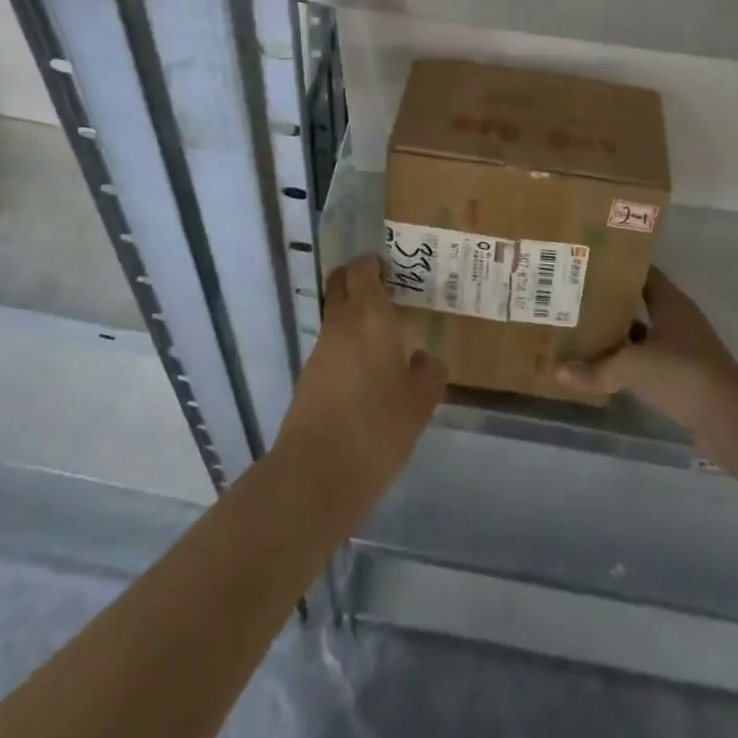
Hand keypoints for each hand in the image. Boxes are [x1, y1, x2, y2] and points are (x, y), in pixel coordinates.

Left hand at [273, 255, 447, 511]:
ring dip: (355, 315)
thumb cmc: (377, 427)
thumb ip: (428, 371)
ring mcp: (320, 349)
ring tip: (386, 336)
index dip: (376, 264)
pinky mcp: (309, 375)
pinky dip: (348, 344)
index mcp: (370, 315)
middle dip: (359, 280)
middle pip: (341, 283)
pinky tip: (369, 369)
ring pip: (336, 314)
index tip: (394, 270)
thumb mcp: (421, 402)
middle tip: (389, 292)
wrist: (317, 473)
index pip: (363, 269)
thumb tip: (421, 357)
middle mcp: (340, 323)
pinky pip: (331, 344)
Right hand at [558, 268, 737, 435]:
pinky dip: (630, 363)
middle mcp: (678, 319)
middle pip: (639, 302)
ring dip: (619, 335)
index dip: (615, 267)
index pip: (641, 272)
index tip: (585, 265)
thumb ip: (596, 369)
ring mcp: (684, 349)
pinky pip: (649, 361)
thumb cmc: (682, 374)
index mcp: (670, 302)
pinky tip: (605, 368)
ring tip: (582, 332)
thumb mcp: (632, 367)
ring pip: (643, 334)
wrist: (731, 420)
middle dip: (610, 302)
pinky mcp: (685, 377)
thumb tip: (559, 371)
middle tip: (574, 299)